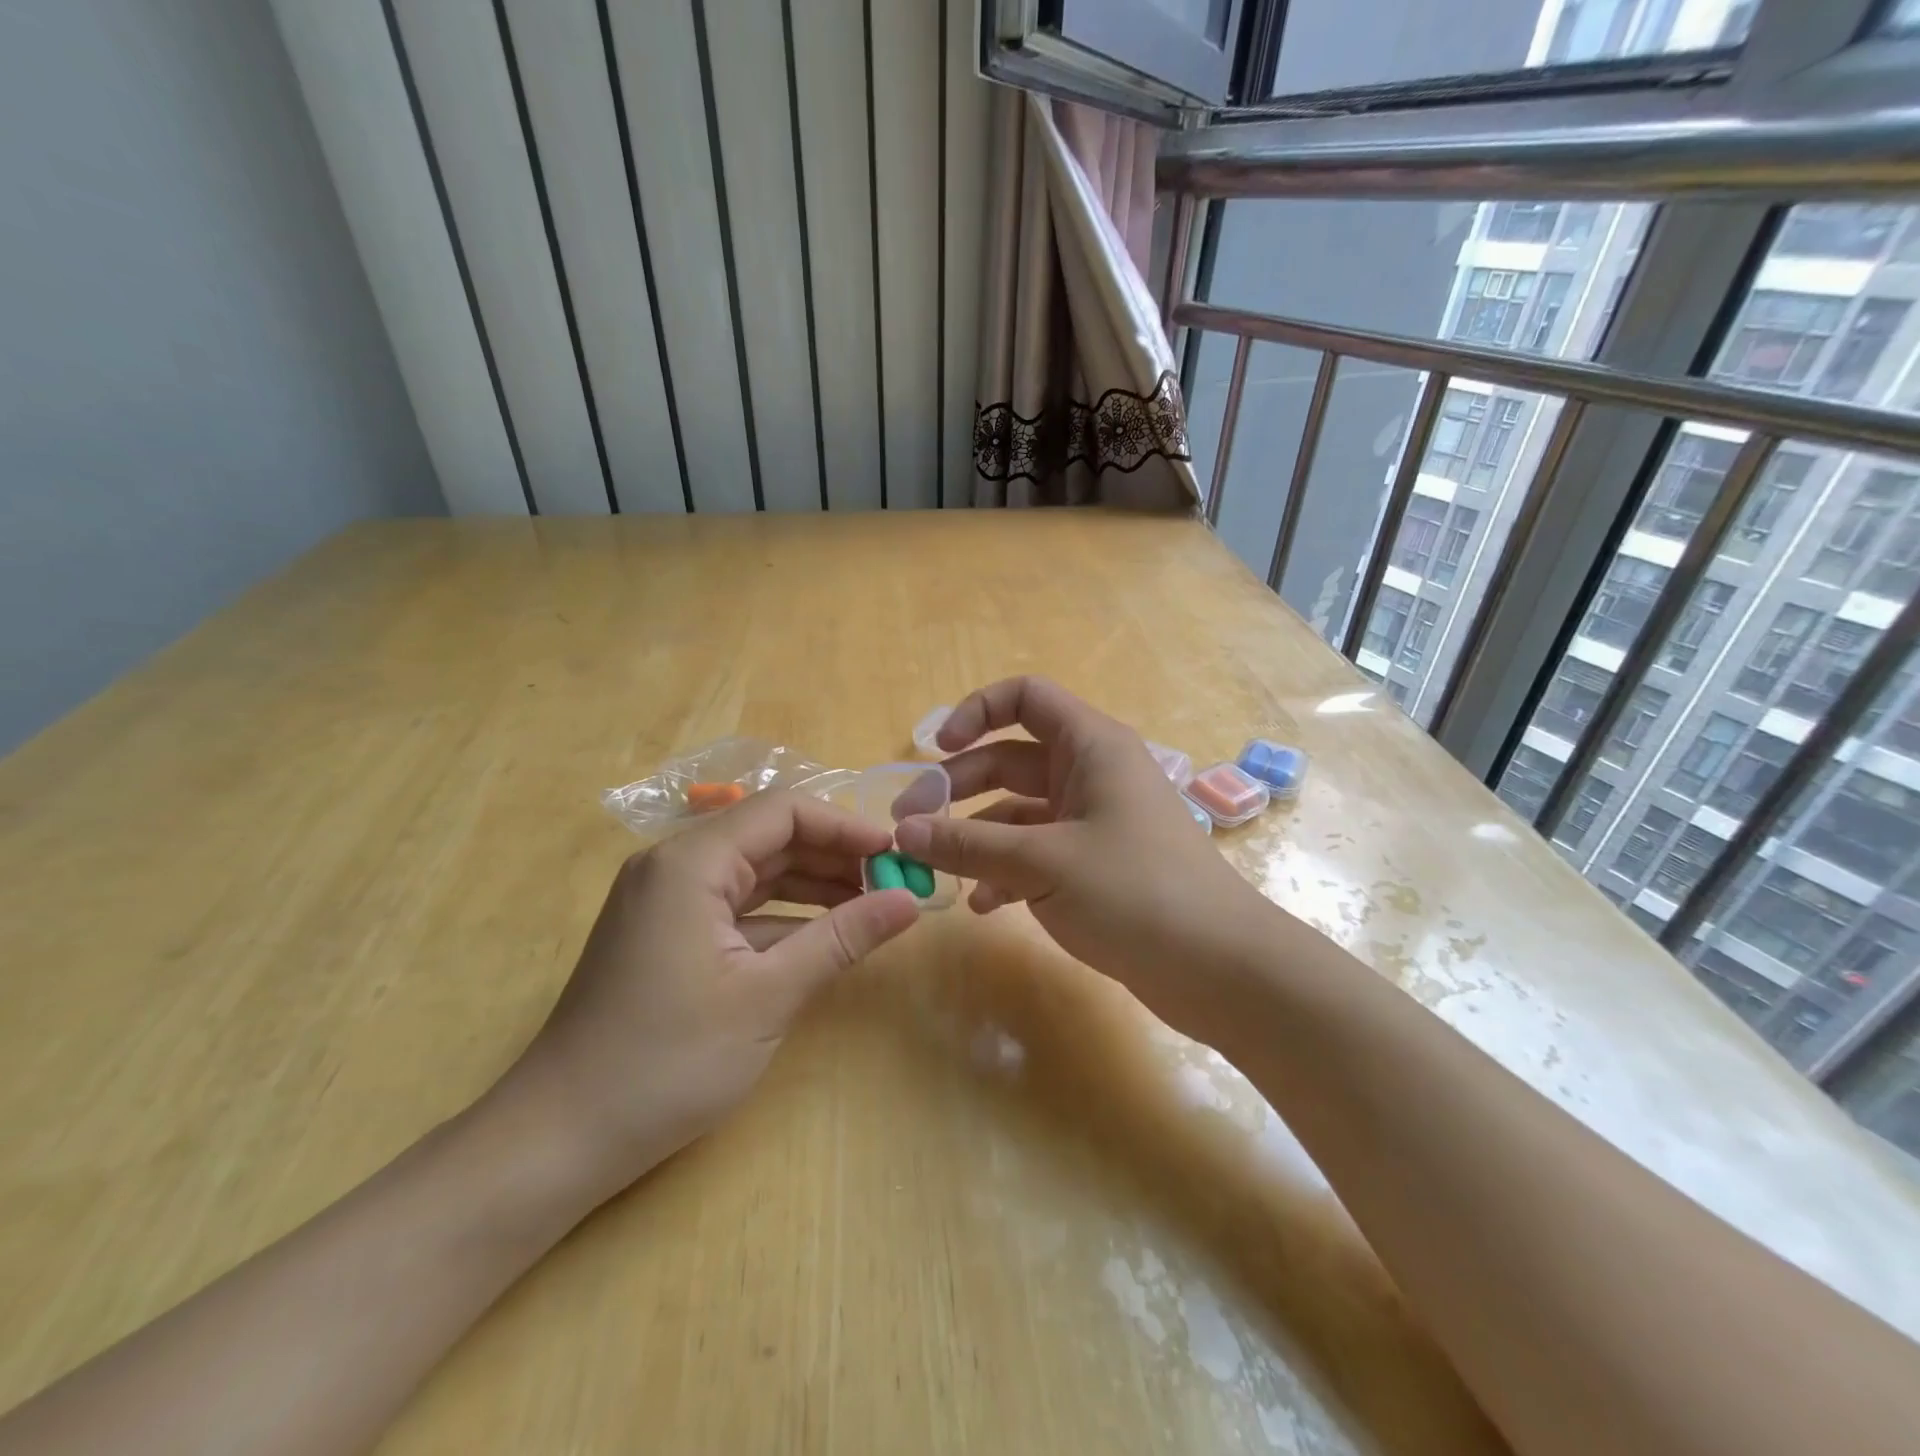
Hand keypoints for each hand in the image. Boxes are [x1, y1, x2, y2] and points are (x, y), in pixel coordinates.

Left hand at [501, 791, 920, 1200]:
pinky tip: (827, 935)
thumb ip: (842, 939)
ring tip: (873, 904)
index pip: (783, 812)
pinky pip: (738, 906)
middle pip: (770, 836)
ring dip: (815, 884)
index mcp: (691, 862)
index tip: (897, 854)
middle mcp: (675, 866)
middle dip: (835, 855)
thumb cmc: (666, 1062)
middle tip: (894, 882)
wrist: (559, 1139)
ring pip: (757, 871)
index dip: (846, 827)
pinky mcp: (669, 934)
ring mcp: (669, 900)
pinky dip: (784, 915)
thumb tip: (910, 901)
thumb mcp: (768, 996)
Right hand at [893, 677, 1270, 1034]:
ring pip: (1019, 812)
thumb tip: (903, 832)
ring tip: (933, 869)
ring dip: (976, 835)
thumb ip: (968, 844)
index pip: (1025, 698)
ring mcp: (1094, 821)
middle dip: (958, 787)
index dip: (976, 712)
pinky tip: (983, 906)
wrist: (1219, 968)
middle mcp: (1091, 774)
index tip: (936, 750)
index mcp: (1090, 747)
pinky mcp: (1095, 865)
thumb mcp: (1042, 863)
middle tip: (909, 825)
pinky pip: (1037, 853)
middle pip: (1009, 760)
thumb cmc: (1135, 892)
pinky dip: (1005, 871)